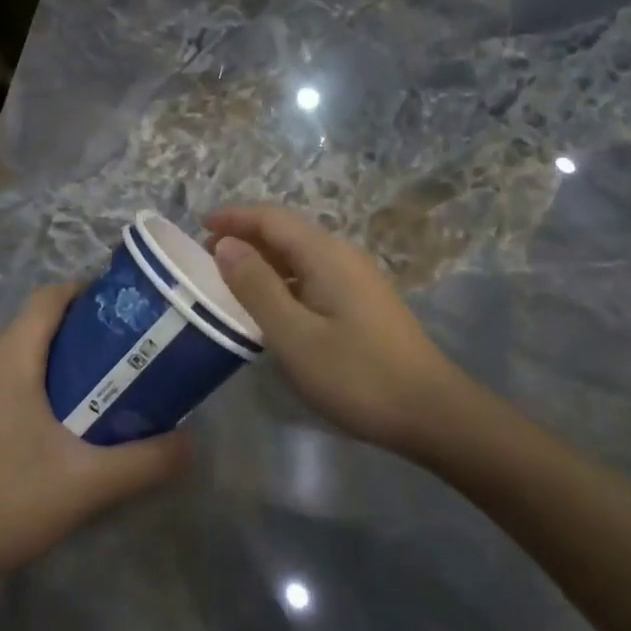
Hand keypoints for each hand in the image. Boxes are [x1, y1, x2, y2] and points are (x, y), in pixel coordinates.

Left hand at [0, 282, 189, 596]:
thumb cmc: (7, 502)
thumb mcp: (88, 484)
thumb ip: (145, 461)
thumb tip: (191, 443)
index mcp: (8, 356)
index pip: (50, 297)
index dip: (87, 292)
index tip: (124, 309)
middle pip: (34, 325)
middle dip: (78, 332)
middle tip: (121, 355)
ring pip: (13, 355)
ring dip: (51, 362)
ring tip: (93, 390)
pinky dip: (25, 385)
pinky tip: (46, 429)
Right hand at [206, 205, 490, 458]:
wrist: (432, 413)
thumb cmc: (357, 374)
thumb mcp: (294, 334)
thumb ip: (256, 286)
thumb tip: (225, 244)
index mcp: (325, 253)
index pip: (271, 217)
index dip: (234, 217)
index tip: (198, 226)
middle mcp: (341, 255)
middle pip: (286, 232)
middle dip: (244, 237)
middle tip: (206, 259)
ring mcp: (356, 279)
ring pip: (299, 256)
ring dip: (262, 261)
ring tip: (229, 282)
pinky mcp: (362, 303)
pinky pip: (312, 276)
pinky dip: (282, 281)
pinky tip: (270, 308)